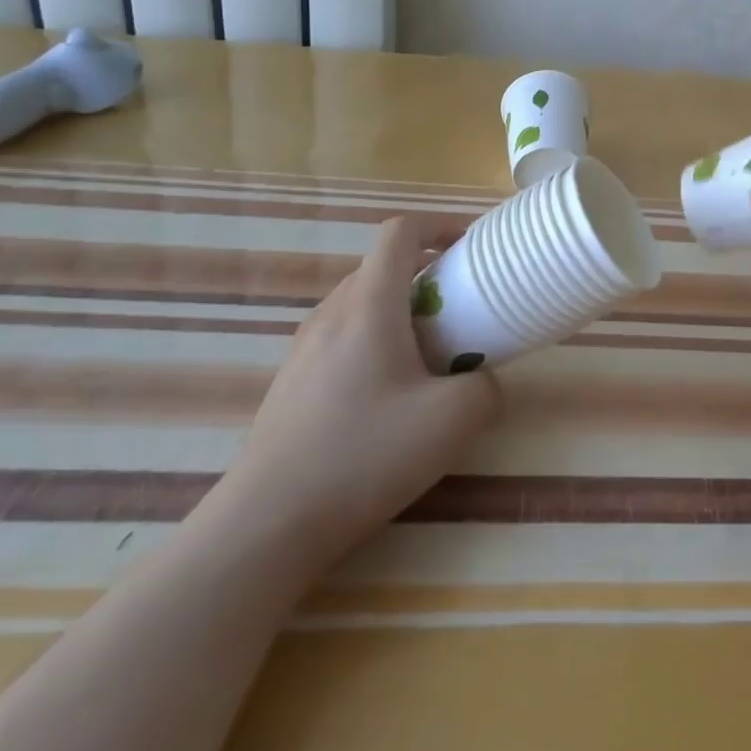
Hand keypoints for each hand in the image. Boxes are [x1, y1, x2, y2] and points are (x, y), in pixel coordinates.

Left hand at [211, 217, 501, 568]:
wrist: (266, 525)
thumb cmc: (364, 454)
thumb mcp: (451, 420)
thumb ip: (485, 387)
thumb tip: (483, 380)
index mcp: (369, 303)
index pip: (400, 232)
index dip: (439, 226)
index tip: (469, 248)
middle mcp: (332, 313)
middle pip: (381, 267)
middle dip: (426, 275)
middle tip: (459, 309)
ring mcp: (304, 349)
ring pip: (359, 304)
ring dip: (399, 311)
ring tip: (427, 356)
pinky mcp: (290, 384)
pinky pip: (341, 339)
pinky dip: (373, 342)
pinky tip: (386, 398)